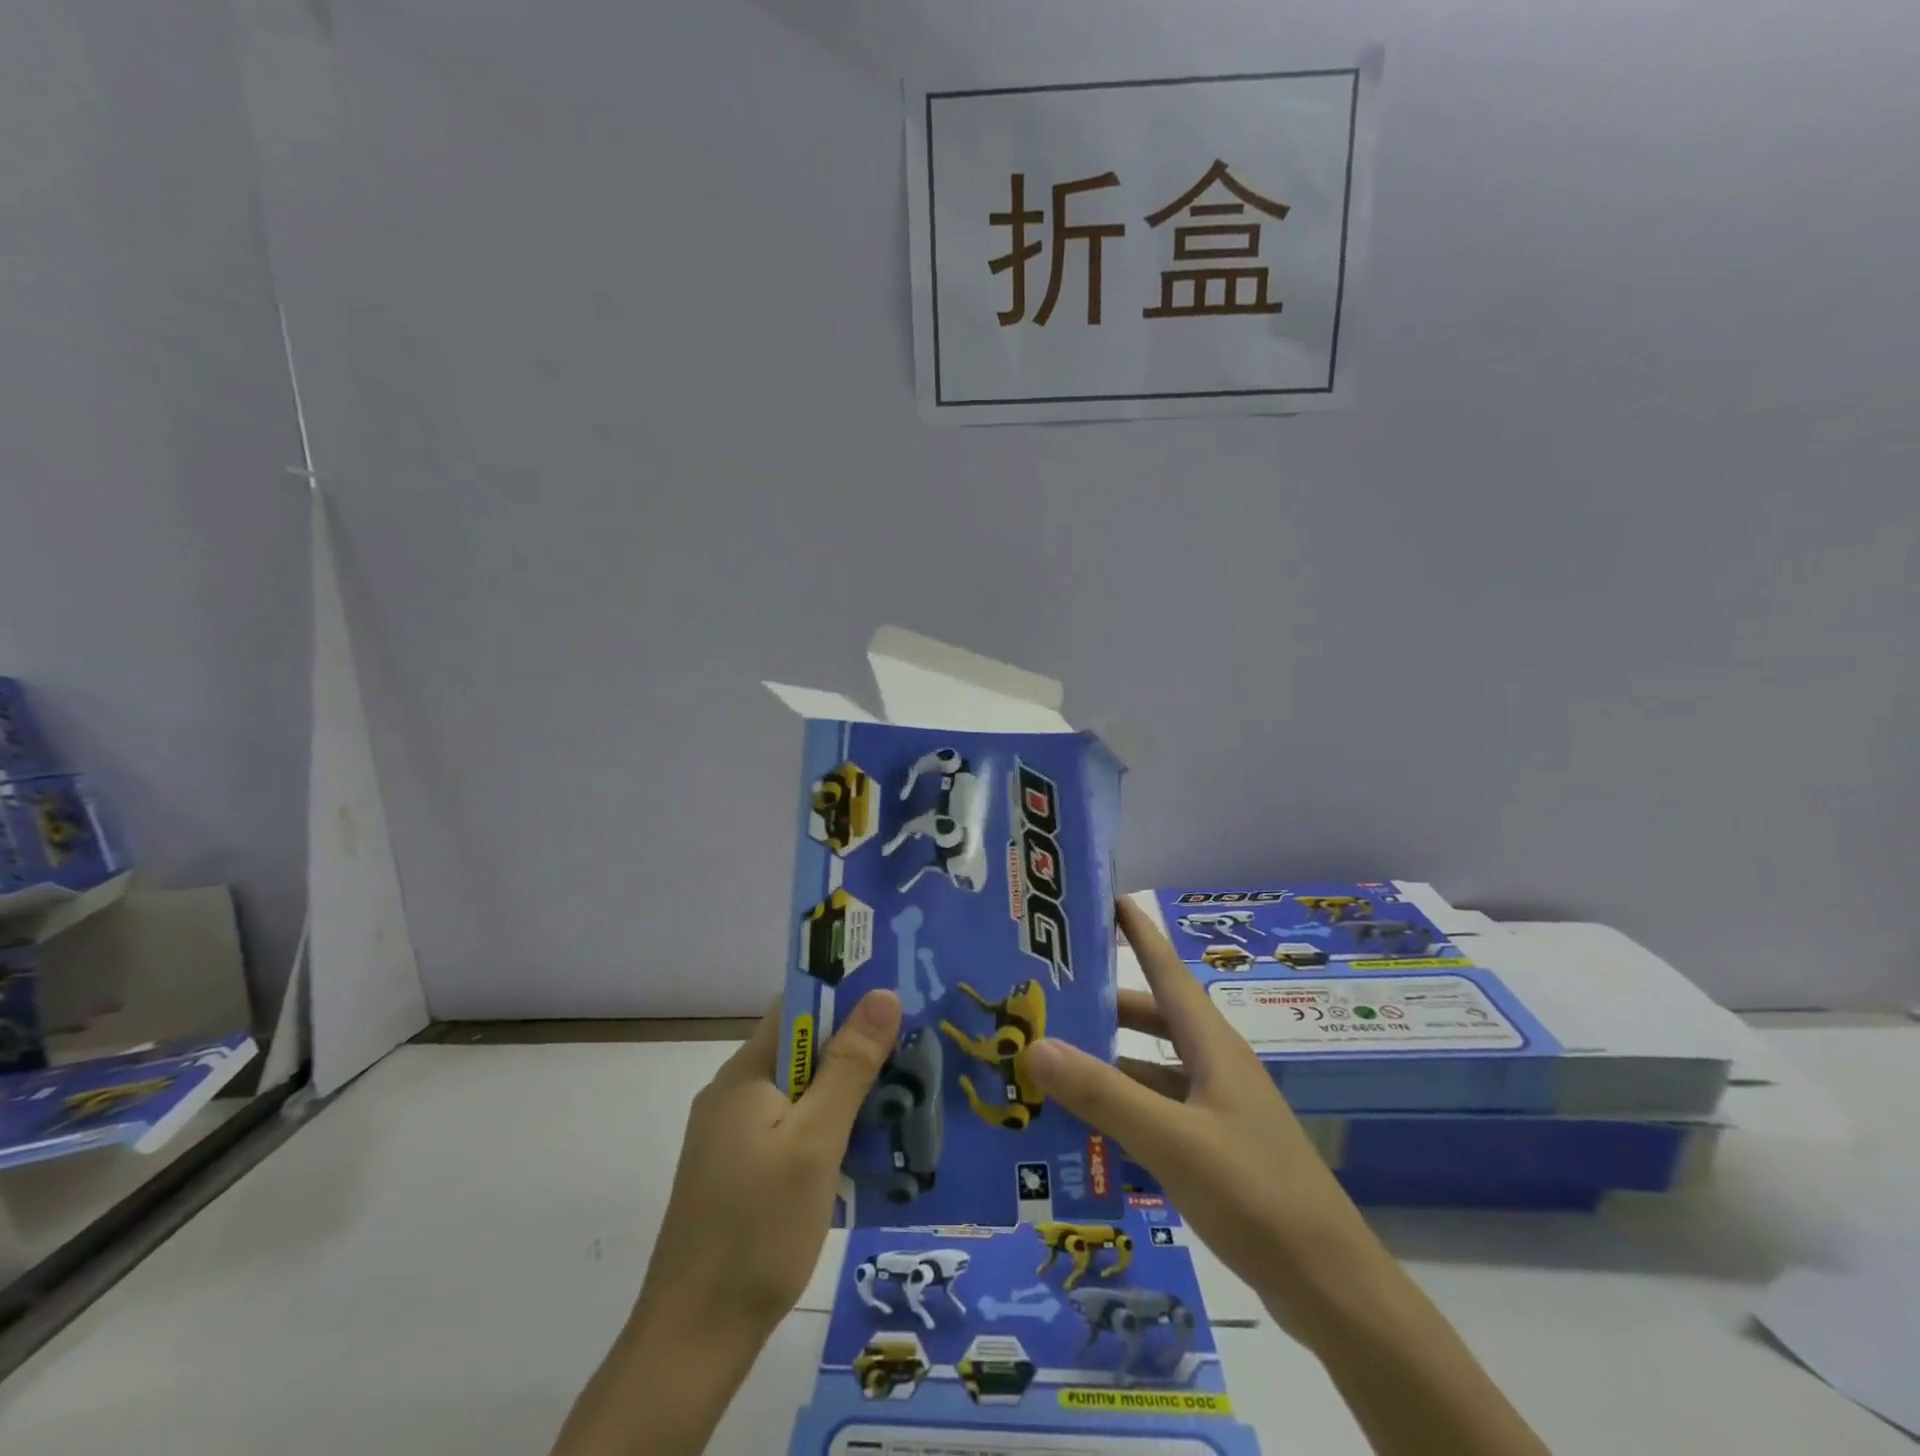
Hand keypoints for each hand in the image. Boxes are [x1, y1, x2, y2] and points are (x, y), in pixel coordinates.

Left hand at [641, 989, 903, 1335]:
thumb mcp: (815, 1142)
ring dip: (845, 1091)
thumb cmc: (758, 1230)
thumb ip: (849, 1066)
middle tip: (912, 1052)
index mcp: (745, 1074)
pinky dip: (827, 1126)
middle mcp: (733, 1093)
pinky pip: (790, 1126)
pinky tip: (861, 1147)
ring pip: (800, 1091)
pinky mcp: (738, 1171)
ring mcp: (732, 1135)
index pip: (798, 1006)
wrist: (693, 1340)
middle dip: (855, 1047)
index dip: (846, 995)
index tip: (897, 998)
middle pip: (802, 1048)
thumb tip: (883, 994)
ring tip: (900, 1097)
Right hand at [1023, 899, 1372, 1324]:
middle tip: (1048, 996)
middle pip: (1151, 1019)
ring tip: (1049, 1063)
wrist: (1330, 1287)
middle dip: (1103, 1005)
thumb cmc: (1255, 1193)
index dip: (1139, 932)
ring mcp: (1216, 1110)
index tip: (1106, 899)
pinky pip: (1156, 1114)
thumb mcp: (1171, 1140)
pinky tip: (1083, 1129)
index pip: (1168, 970)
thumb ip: (1103, 1094)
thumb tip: (1034, 1044)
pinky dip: (1121, 1112)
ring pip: (1150, 1070)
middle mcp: (1213, 1066)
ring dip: (1106, 1065)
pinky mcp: (1214, 1151)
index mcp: (1211, 1045)